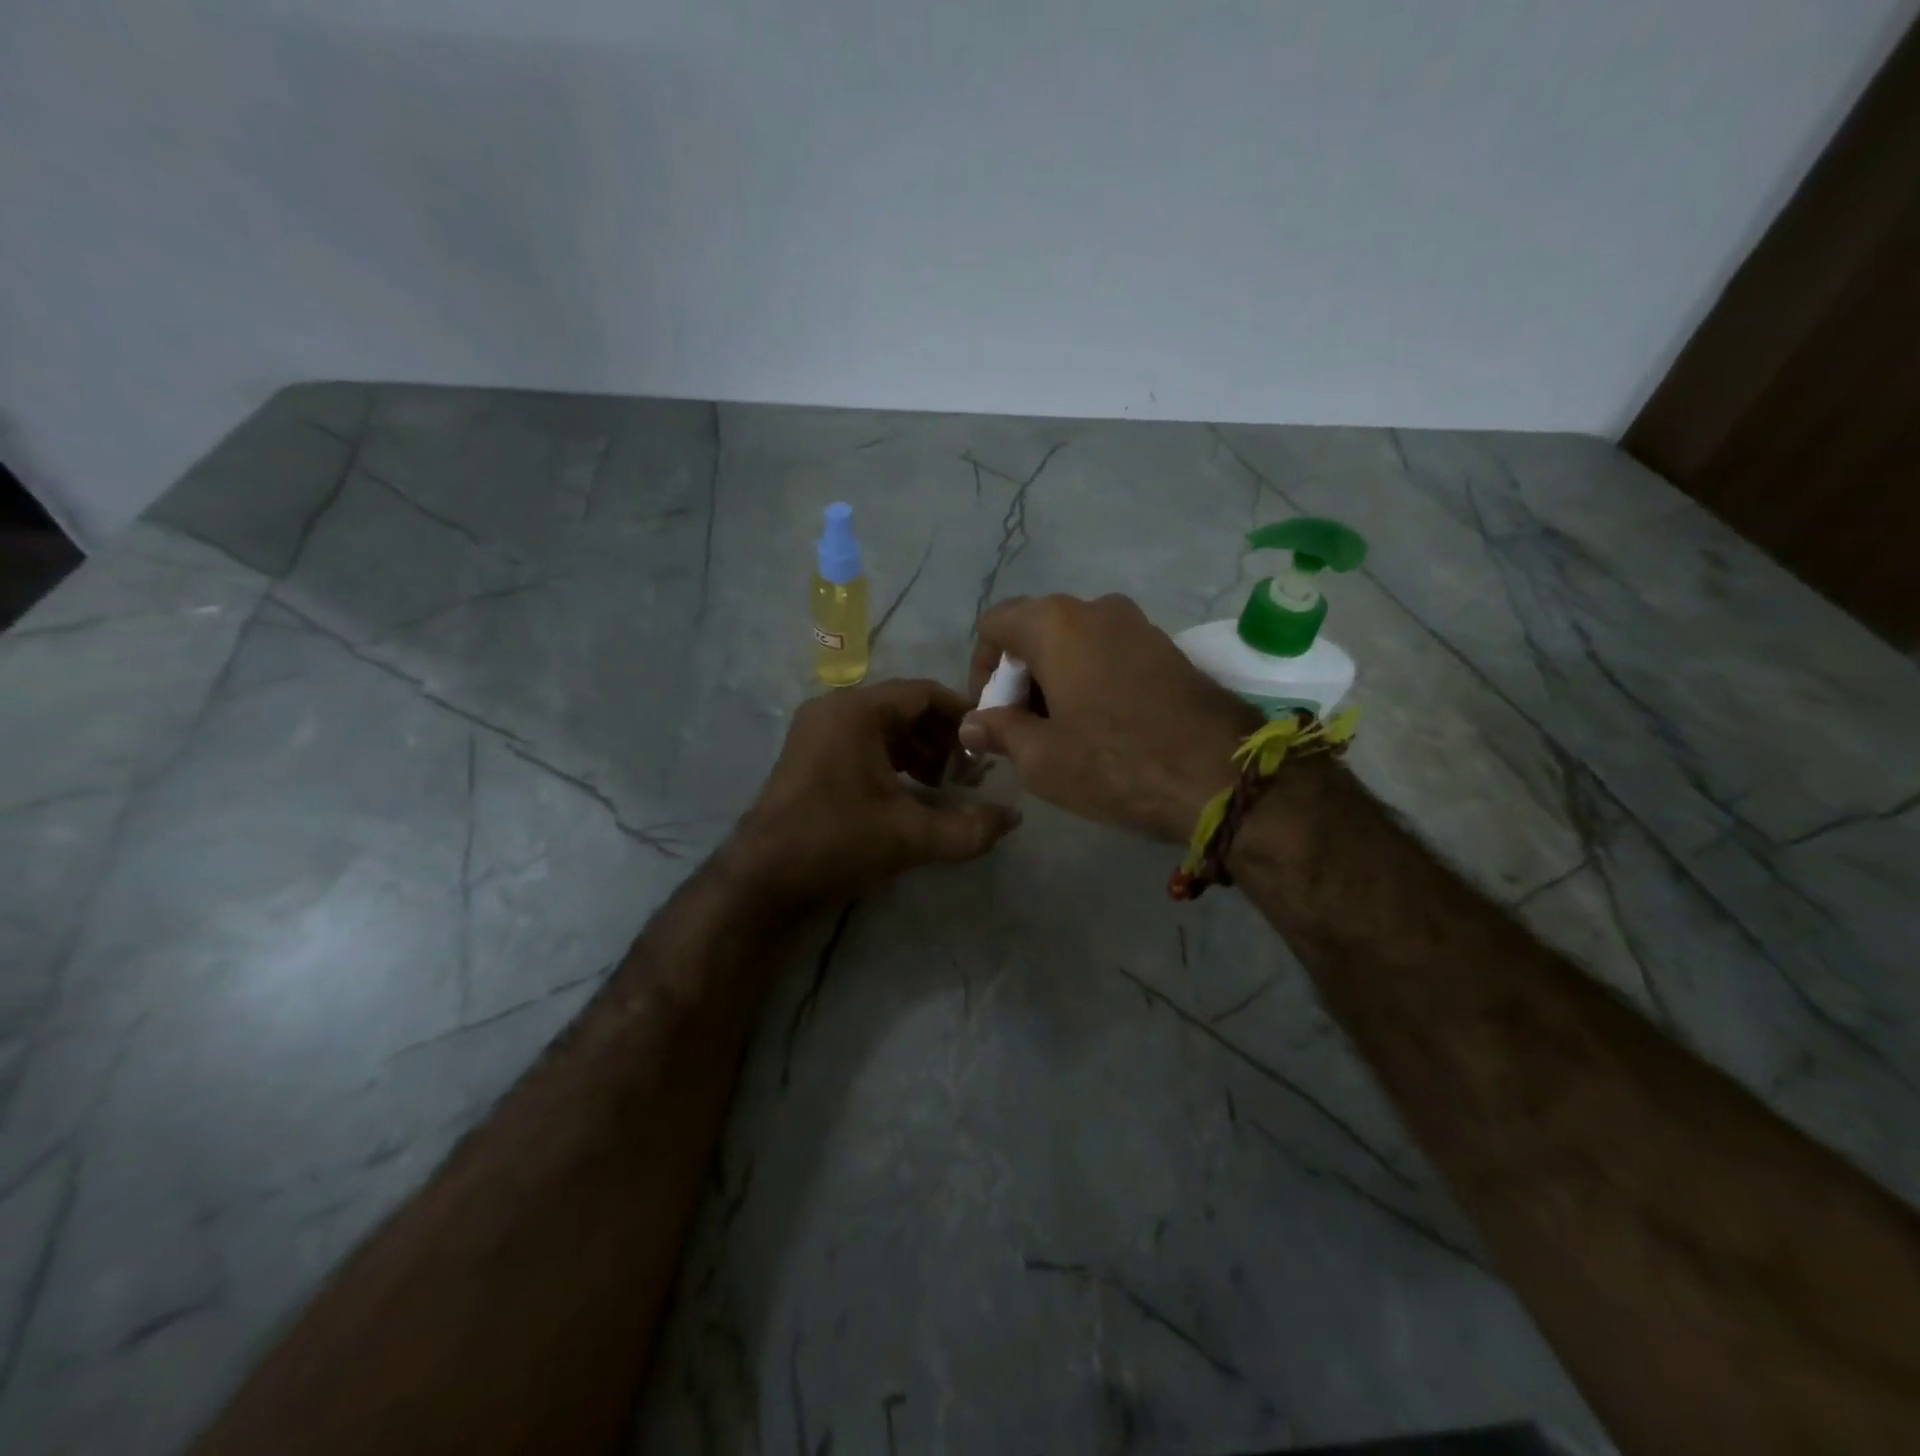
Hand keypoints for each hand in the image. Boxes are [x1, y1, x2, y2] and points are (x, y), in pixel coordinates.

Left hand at [731, 679, 1022, 904]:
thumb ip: (969, 828)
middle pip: (904, 708)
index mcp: (857, 711)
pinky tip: (910, 793)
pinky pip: (863, 742)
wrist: (762, 877)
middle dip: (942, 738)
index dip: (963, 715)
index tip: (988, 744)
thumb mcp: (910, 837)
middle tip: (968, 773)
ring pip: (884, 726)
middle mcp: (835, 708)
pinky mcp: (810, 754)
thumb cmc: (836, 842)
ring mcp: (817, 730)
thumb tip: (1013, 818)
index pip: (924, 693)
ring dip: (918, 750)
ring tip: (942, 786)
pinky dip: (892, 760)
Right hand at [961, 595, 1259, 842]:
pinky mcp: (1167, 647)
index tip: (990, 714)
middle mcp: (1096, 608)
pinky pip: (1109, 652)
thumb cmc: (1114, 762)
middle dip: (1019, 677)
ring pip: (1075, 642)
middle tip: (1021, 728)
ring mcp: (1138, 624)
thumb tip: (972, 723)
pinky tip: (1100, 724)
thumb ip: (998, 730)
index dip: (980, 669)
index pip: (995, 625)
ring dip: (1055, 679)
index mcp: (1056, 623)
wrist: (1219, 775)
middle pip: (1035, 631)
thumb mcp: (1040, 757)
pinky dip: (1090, 679)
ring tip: (1060, 731)